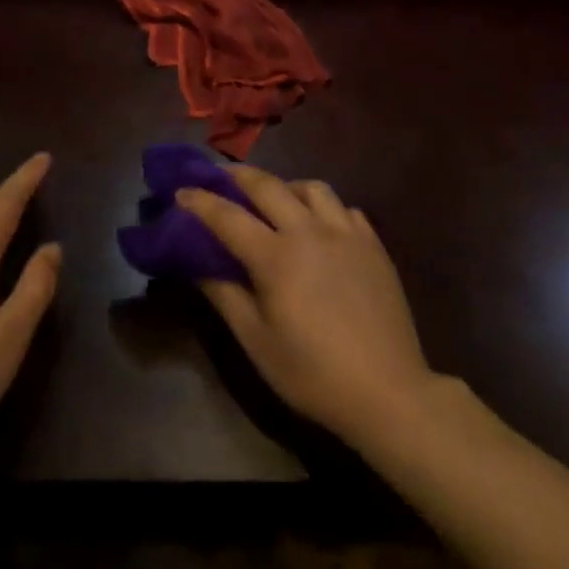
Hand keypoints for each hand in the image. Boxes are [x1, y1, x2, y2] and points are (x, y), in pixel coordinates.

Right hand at [177, 167, 435, 445]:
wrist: (388, 392)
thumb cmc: (313, 374)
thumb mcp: (256, 342)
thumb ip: (224, 294)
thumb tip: (195, 262)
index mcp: (276, 256)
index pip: (227, 216)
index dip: (200, 200)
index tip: (180, 190)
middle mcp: (309, 230)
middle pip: (267, 185)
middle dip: (236, 176)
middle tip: (218, 176)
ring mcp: (345, 232)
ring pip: (310, 187)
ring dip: (285, 185)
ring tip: (274, 199)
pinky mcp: (373, 243)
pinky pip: (343, 207)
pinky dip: (323, 207)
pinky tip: (320, 226)